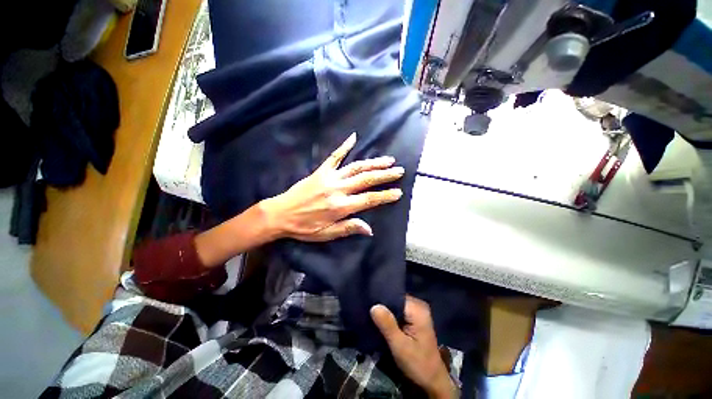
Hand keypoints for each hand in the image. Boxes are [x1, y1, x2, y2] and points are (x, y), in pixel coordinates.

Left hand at [259, 132, 403, 241]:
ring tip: (387, 160)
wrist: (280, 214)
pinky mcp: (321, 171)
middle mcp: (338, 189)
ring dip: (373, 163)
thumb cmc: (304, 227)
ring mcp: (329, 177)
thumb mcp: (326, 234)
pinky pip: (334, 156)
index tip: (398, 192)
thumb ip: (349, 228)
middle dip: (384, 175)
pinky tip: (353, 137)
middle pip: (366, 179)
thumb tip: (369, 229)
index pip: (369, 200)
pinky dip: (344, 146)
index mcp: (340, 207)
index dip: (385, 196)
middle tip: (399, 171)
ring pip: (356, 167)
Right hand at [371, 296, 457, 398]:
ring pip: (396, 304)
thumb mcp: (400, 346)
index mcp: (418, 309)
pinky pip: (399, 310)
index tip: (369, 302)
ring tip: (372, 313)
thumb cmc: (418, 363)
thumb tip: (374, 306)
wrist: (432, 379)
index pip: (395, 295)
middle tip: (368, 309)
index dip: (382, 298)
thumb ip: (387, 325)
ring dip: (386, 310)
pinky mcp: (415, 317)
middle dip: (383, 304)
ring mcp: (417, 311)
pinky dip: (390, 315)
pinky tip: (381, 320)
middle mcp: (419, 305)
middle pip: (396, 298)